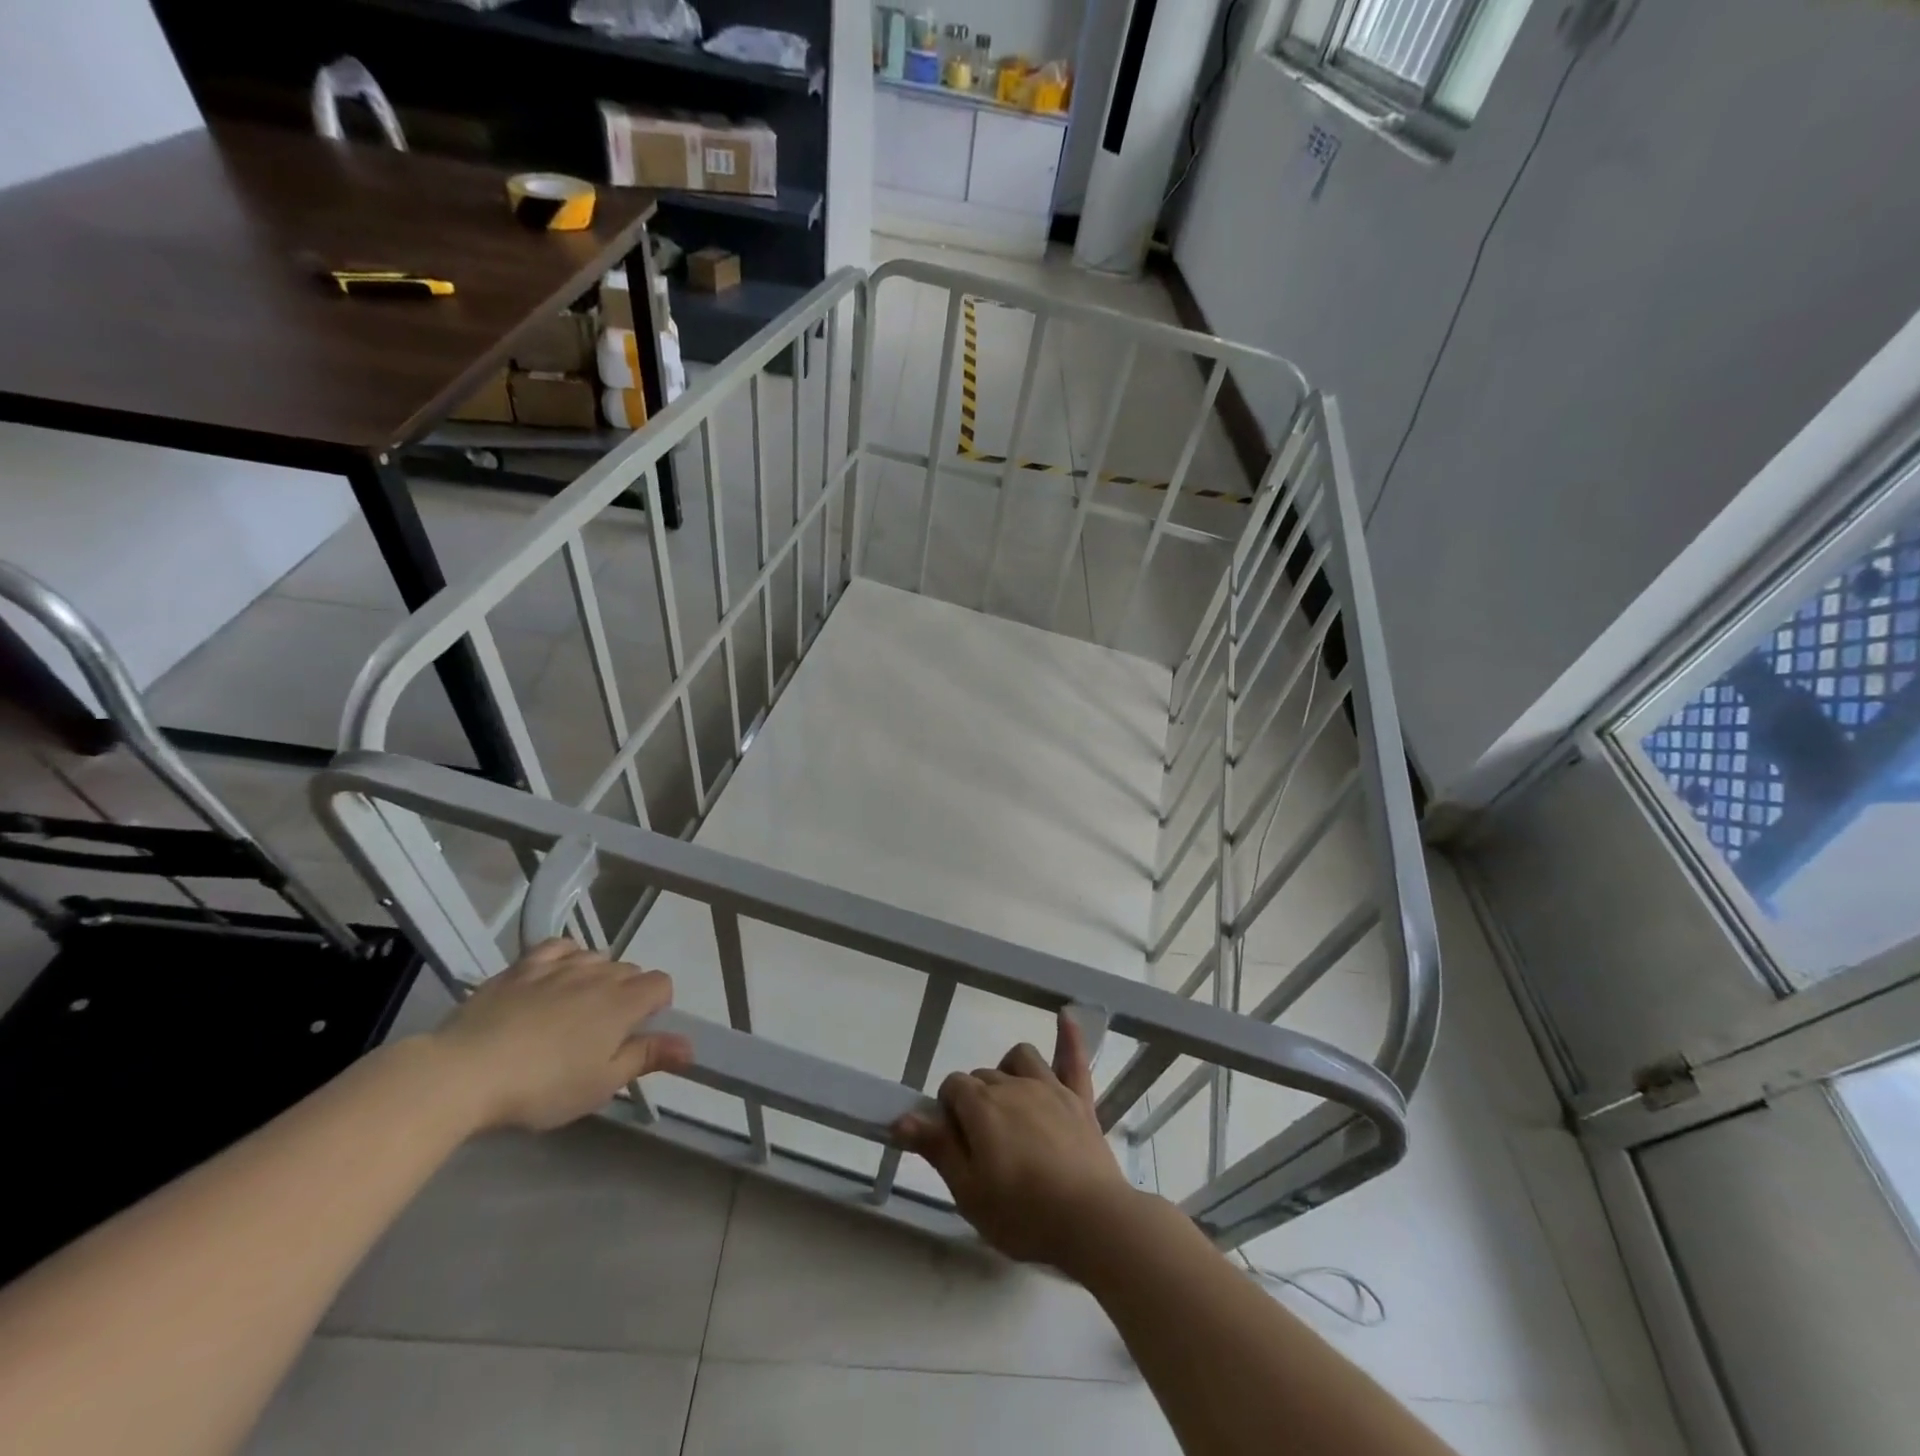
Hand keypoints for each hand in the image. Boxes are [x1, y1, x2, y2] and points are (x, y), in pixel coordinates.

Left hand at [428, 939, 692, 1132]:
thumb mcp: (601, 1083)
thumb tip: (691, 1046)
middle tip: (605, 1030)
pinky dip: (566, 956)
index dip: (657, 1004)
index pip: (661, 983)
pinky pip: (557, 946)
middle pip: (630, 969)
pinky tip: (557, 974)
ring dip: (598, 975)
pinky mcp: (522, 967)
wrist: (465, 1073)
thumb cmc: (542, 1087)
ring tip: (579, 1006)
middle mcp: (598, 975)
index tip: (639, 1031)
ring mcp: (558, 966)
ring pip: (596, 957)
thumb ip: (647, 1057)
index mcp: (623, 1003)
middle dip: (628, 992)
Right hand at [893, 1011, 1141, 1270]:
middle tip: (982, 1147)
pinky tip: (1065, 1015)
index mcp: (982, 1106)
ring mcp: (1050, 1088)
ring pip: (1020, 1059)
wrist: (1091, 1221)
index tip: (955, 1145)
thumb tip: (900, 1118)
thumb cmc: (1023, 1213)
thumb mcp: (968, 1191)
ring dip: (1008, 1072)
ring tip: (1009, 1106)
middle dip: (975, 1101)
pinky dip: (1069, 1036)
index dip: (947, 1113)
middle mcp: (1013, 1085)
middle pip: (983, 1077)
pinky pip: (1074, 1059)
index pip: (951, 1087)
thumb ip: (936, 1147)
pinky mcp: (1079, 1099)